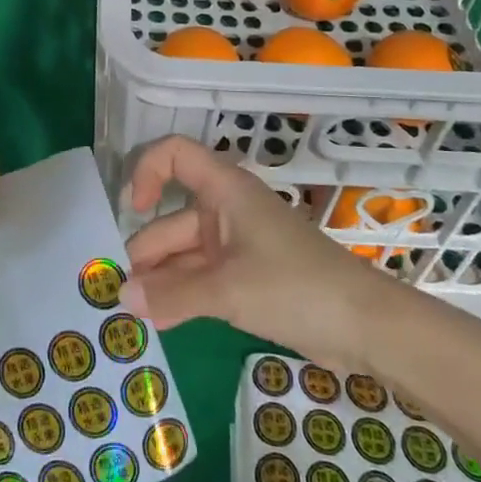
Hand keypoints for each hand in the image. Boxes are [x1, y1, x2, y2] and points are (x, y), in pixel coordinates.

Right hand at [119, 136, 399, 369]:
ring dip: (159, 279)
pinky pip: (201, 278)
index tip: (134, 208)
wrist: (365, 326)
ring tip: (130, 313)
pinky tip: (158, 320)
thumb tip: (120, 298)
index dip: (147, 170)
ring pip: (184, 253)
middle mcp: (226, 210)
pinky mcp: (245, 276)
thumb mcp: (228, 290)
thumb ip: (172, 295)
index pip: (175, 155)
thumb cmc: (296, 287)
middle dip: (145, 250)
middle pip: (172, 217)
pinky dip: (180, 295)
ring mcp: (236, 245)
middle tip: (115, 290)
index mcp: (225, 190)